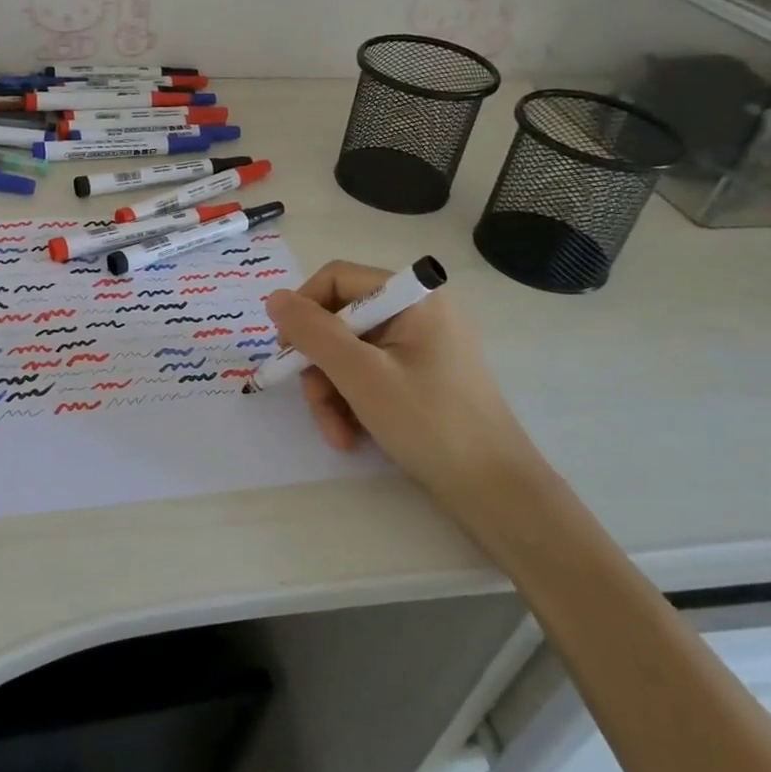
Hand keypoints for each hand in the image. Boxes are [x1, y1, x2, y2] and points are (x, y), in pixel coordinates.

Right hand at [264, 261, 542, 499]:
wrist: (497, 492)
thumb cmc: (430, 424)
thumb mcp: (360, 375)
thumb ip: (313, 332)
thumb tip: (274, 299)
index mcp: (413, 297)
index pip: (336, 279)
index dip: (304, 311)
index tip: (288, 353)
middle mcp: (418, 312)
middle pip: (340, 320)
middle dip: (320, 366)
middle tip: (315, 405)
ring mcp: (422, 346)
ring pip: (349, 353)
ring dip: (332, 393)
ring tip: (338, 434)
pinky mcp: (422, 377)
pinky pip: (370, 374)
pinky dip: (354, 402)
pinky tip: (353, 436)